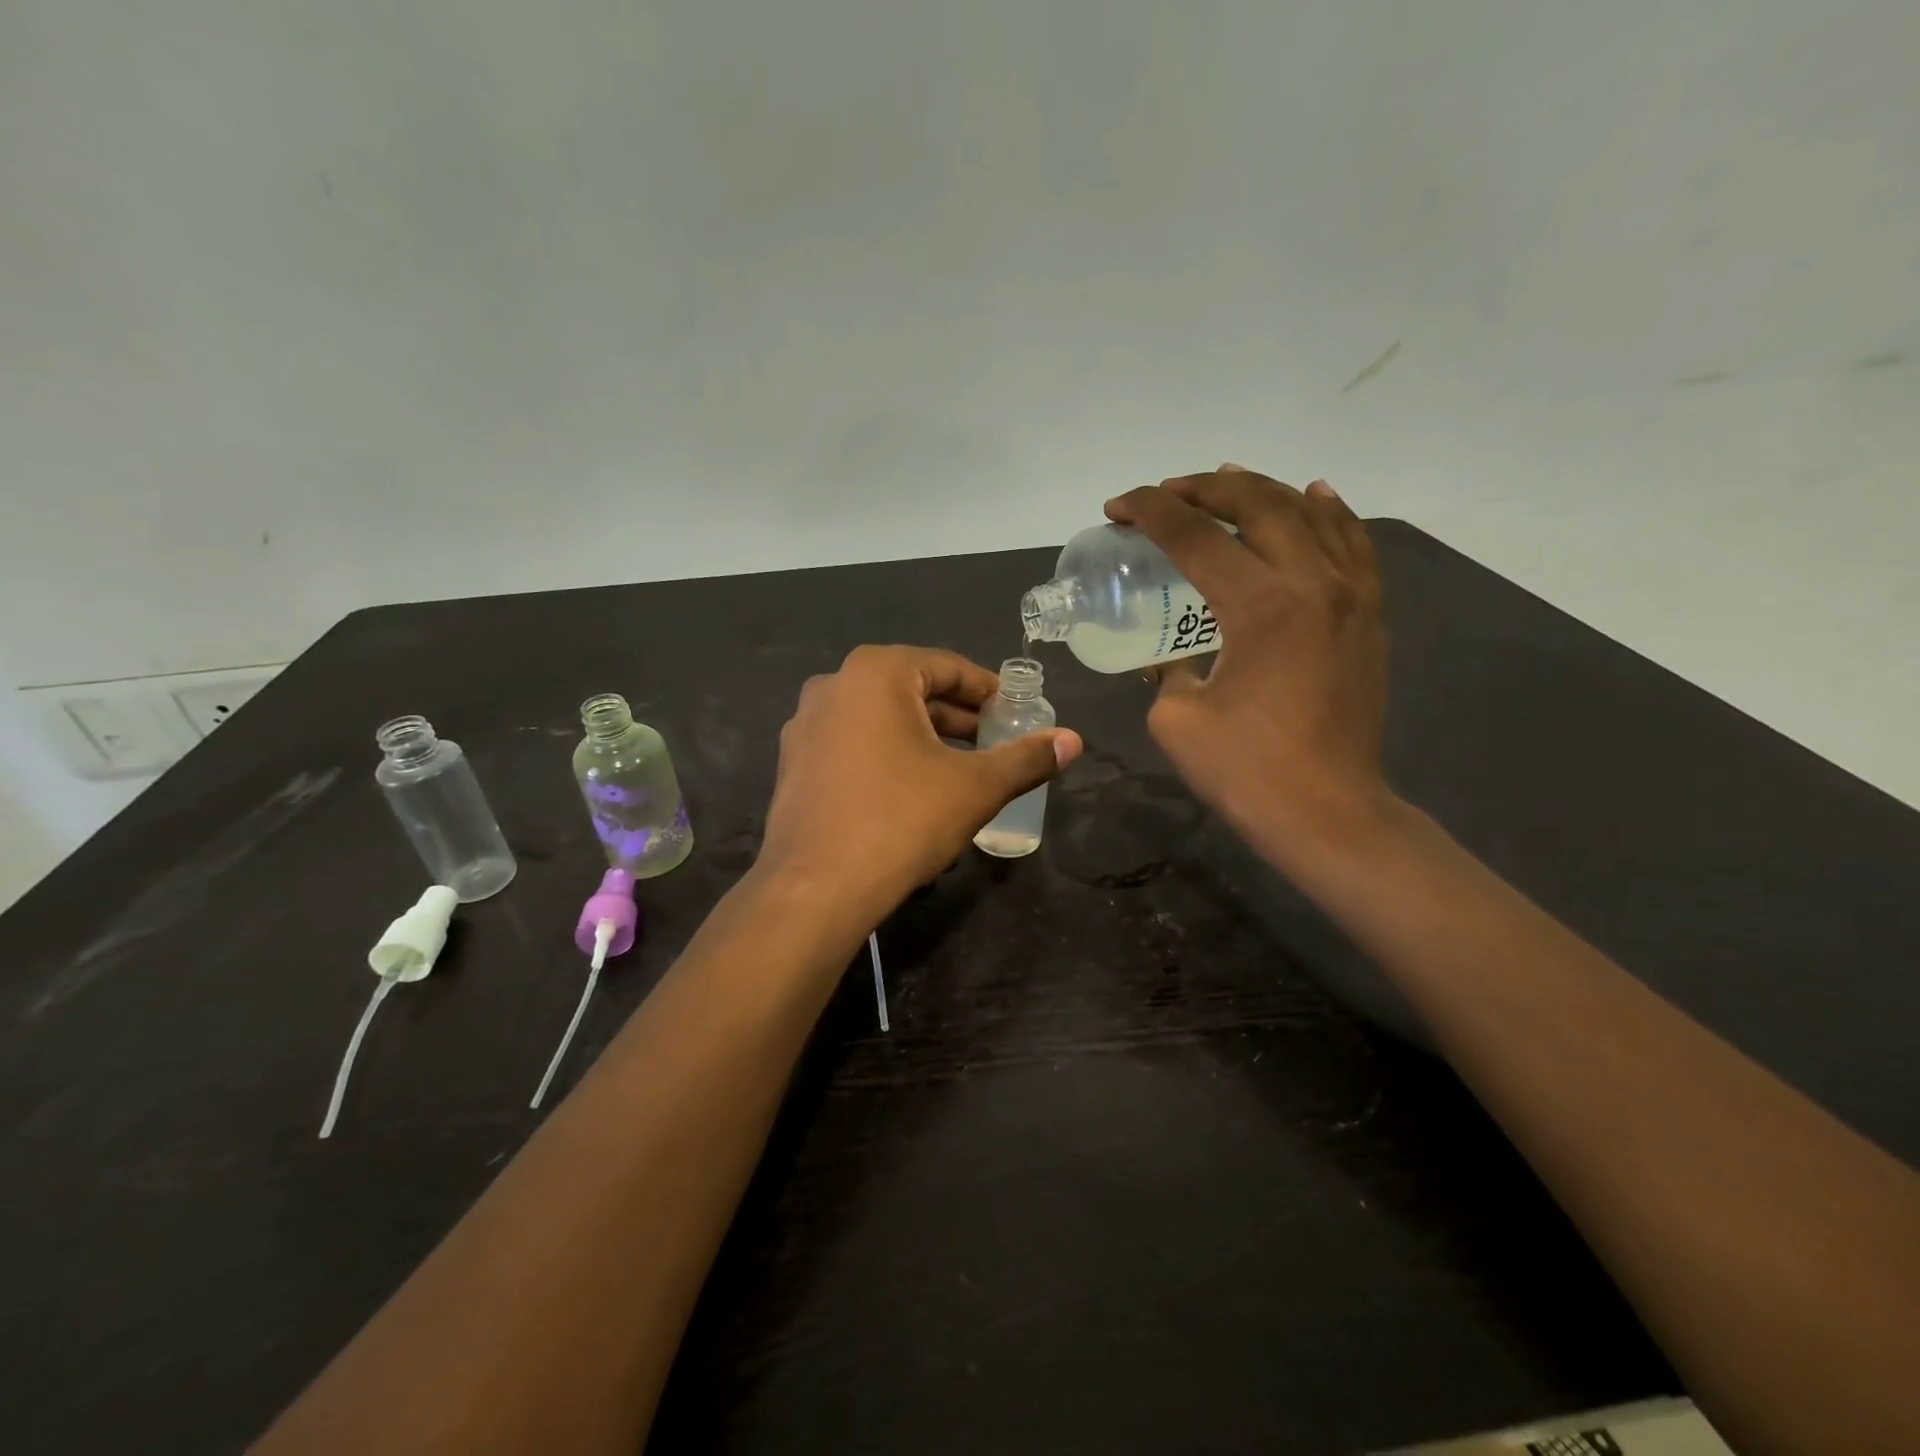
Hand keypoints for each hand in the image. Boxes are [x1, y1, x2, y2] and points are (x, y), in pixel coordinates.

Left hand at [757, 645, 1083, 920]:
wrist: (815, 889)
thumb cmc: (901, 821)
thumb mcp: (975, 787)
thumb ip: (1026, 758)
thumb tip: (1074, 740)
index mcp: (876, 673)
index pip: (947, 666)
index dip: (987, 689)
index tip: (1015, 713)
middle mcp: (833, 685)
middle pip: (911, 689)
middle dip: (956, 716)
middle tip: (993, 741)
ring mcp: (805, 724)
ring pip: (880, 718)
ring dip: (922, 736)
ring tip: (958, 768)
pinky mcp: (794, 762)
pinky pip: (852, 744)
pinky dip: (886, 754)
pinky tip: (909, 790)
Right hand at [1105, 466, 1389, 855]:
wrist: (1327, 812)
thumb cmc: (1245, 770)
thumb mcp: (1176, 718)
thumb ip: (1169, 671)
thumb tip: (1176, 657)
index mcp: (1259, 604)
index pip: (1194, 536)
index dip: (1149, 512)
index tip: (1117, 508)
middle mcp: (1311, 582)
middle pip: (1257, 504)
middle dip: (1202, 488)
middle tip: (1164, 493)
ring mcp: (1350, 595)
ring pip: (1309, 513)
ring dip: (1261, 490)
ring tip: (1226, 482)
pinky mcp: (1369, 616)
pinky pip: (1352, 543)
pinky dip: (1329, 512)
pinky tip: (1313, 497)